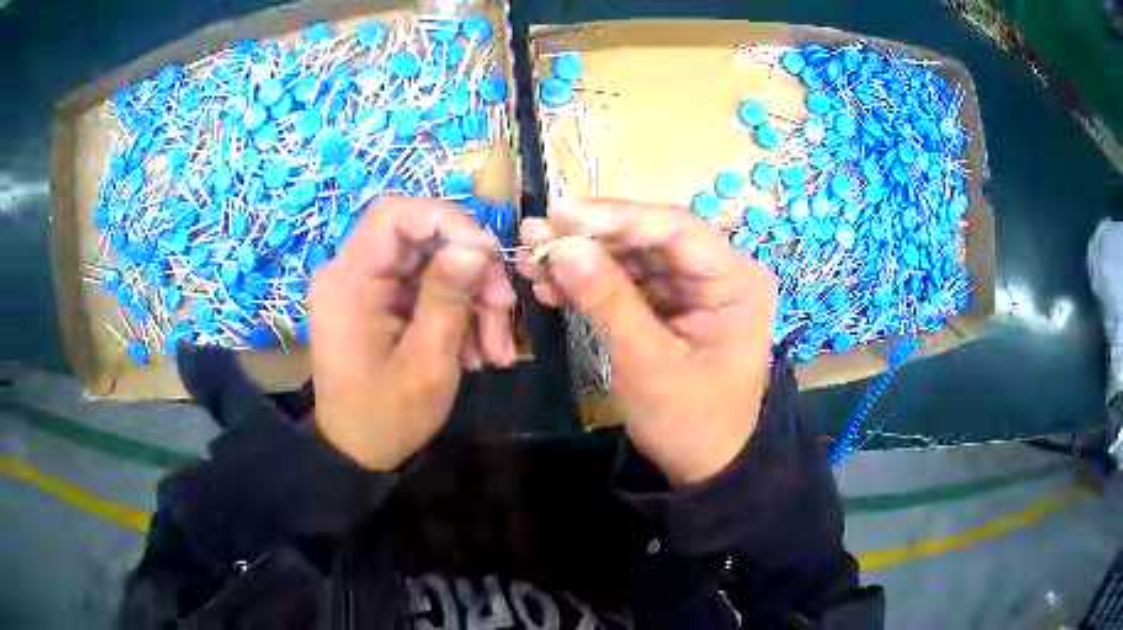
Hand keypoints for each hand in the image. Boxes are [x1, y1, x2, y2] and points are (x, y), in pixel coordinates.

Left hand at [309, 198, 516, 470]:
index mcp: (349, 281)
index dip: (448, 221)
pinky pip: (423, 289)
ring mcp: (364, 287)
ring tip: (494, 350)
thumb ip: (448, 297)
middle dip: (471, 272)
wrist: (358, 453)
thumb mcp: (427, 362)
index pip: (395, 215)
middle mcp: (350, 272)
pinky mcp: (377, 302)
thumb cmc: (387, 417)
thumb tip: (475, 246)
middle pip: (421, 240)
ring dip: (471, 299)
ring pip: (431, 265)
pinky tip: (475, 351)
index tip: (490, 257)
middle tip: (504, 310)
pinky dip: (455, 313)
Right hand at [518, 200, 777, 484]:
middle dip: (590, 238)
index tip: (559, 214)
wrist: (703, 467)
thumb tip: (561, 245)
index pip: (676, 228)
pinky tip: (551, 286)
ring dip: (583, 259)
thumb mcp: (648, 363)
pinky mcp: (672, 304)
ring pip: (633, 257)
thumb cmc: (688, 421)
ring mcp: (695, 288)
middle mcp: (720, 273)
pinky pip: (629, 282)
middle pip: (650, 238)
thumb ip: (607, 300)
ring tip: (531, 260)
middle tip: (534, 235)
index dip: (615, 216)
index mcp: (736, 280)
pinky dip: (591, 283)